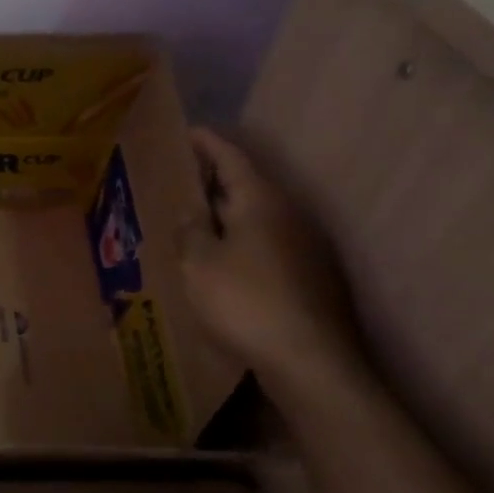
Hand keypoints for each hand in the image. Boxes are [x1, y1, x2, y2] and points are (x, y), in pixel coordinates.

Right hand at [177, 128, 364, 391]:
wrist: (311, 361)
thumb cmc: (245, 302)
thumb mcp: (199, 263)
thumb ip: (190, 230)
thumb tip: (190, 211)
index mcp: (261, 202)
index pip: (232, 157)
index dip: (207, 143)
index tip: (187, 131)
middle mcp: (290, 215)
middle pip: (249, 185)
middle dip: (216, 179)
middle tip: (181, 177)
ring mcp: (307, 246)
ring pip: (260, 216)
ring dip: (229, 212)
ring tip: (196, 218)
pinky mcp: (311, 276)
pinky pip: (269, 243)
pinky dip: (243, 239)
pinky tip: (225, 259)